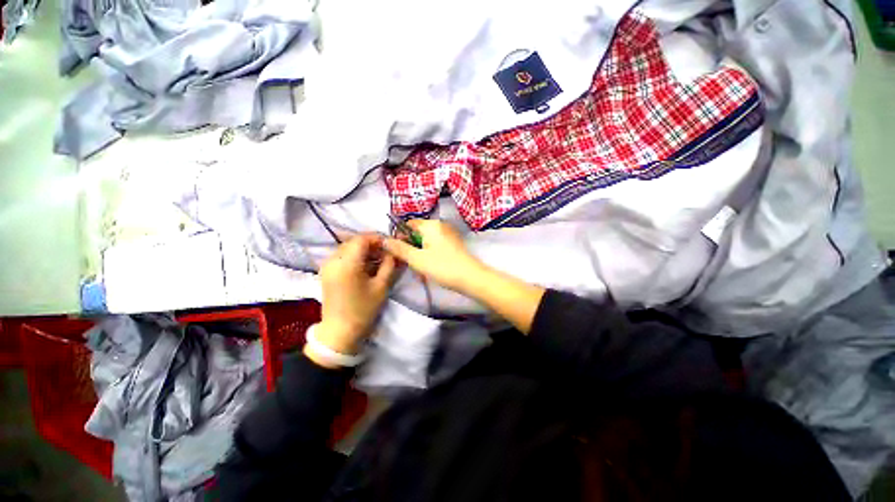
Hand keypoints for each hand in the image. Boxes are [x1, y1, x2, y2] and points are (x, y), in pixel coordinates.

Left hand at [315, 234, 396, 356]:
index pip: (362, 239)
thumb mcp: (381, 286)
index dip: (378, 238)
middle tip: (386, 253)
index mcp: (347, 263)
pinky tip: (366, 266)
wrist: (340, 331)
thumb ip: (389, 264)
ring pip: (348, 248)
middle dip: (372, 244)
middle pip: (354, 242)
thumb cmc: (363, 309)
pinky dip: (355, 256)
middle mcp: (333, 260)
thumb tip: (393, 251)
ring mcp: (327, 265)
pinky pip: (342, 256)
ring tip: (378, 260)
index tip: (390, 245)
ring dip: (364, 250)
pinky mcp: (326, 271)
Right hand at [382, 220, 483, 293]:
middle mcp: (440, 225)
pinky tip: (430, 268)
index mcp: (430, 225)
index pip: (408, 224)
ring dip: (420, 254)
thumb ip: (399, 248)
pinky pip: (435, 246)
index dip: (400, 237)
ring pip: (426, 242)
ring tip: (421, 270)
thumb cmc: (442, 267)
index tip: (397, 252)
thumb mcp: (417, 259)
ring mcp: (448, 234)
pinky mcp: (453, 243)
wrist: (471, 278)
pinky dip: (430, 255)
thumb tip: (384, 240)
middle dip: (411, 248)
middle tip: (410, 264)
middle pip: (417, 233)